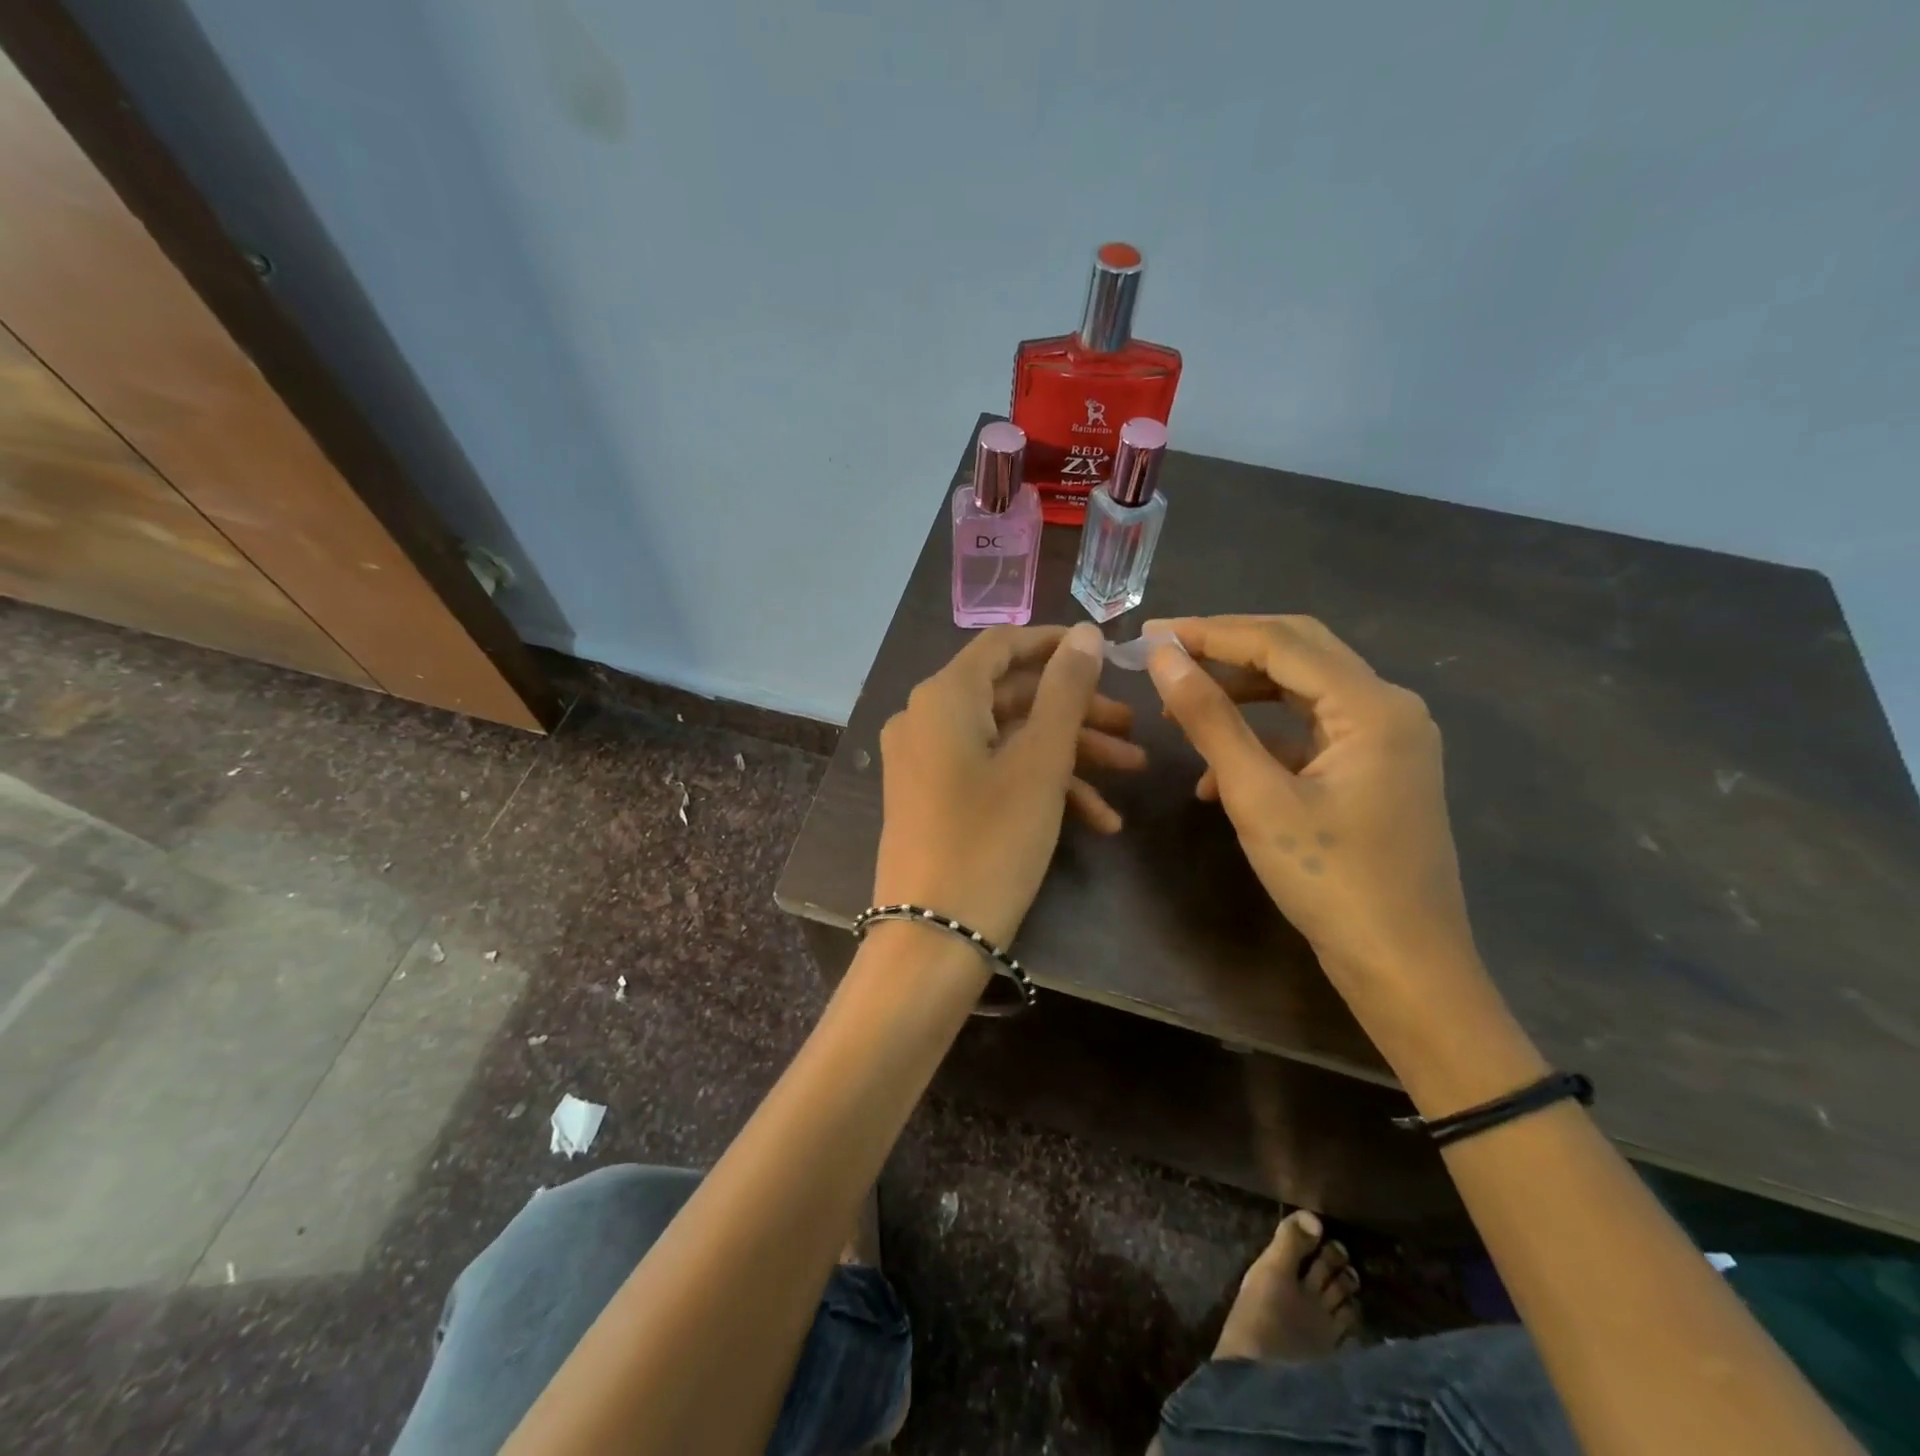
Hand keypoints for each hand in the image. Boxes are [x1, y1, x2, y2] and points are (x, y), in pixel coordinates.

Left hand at [873, 623, 1137, 949]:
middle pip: (1012, 696)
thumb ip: (1065, 691)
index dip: (1057, 643)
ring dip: (1069, 754)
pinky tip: (1097, 820)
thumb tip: (1086, 634)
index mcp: (944, 696)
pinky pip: (990, 774)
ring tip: (1130, 774)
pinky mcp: (934, 798)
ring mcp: (927, 761)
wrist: (932, 939)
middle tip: (1133, 729)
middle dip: (1077, 713)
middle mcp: (926, 718)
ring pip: (1008, 739)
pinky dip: (1039, 786)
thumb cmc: (991, 841)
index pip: (1003, 645)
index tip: (1107, 654)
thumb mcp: (1040, 763)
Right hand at [1145, 615, 1484, 1041]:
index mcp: (1371, 706)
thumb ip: (1210, 719)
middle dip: (1227, 650)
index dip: (1210, 632)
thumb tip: (1164, 657)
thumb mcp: (1258, 797)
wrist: (1405, 968)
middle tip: (1166, 654)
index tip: (1150, 634)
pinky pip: (1309, 733)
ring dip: (1241, 694)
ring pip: (1301, 691)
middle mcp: (1388, 707)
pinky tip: (1216, 775)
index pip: (1280, 642)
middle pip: (1298, 652)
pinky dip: (1261, 739)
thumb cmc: (1331, 881)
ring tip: (1181, 709)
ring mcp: (1385, 739)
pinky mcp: (1374, 769)